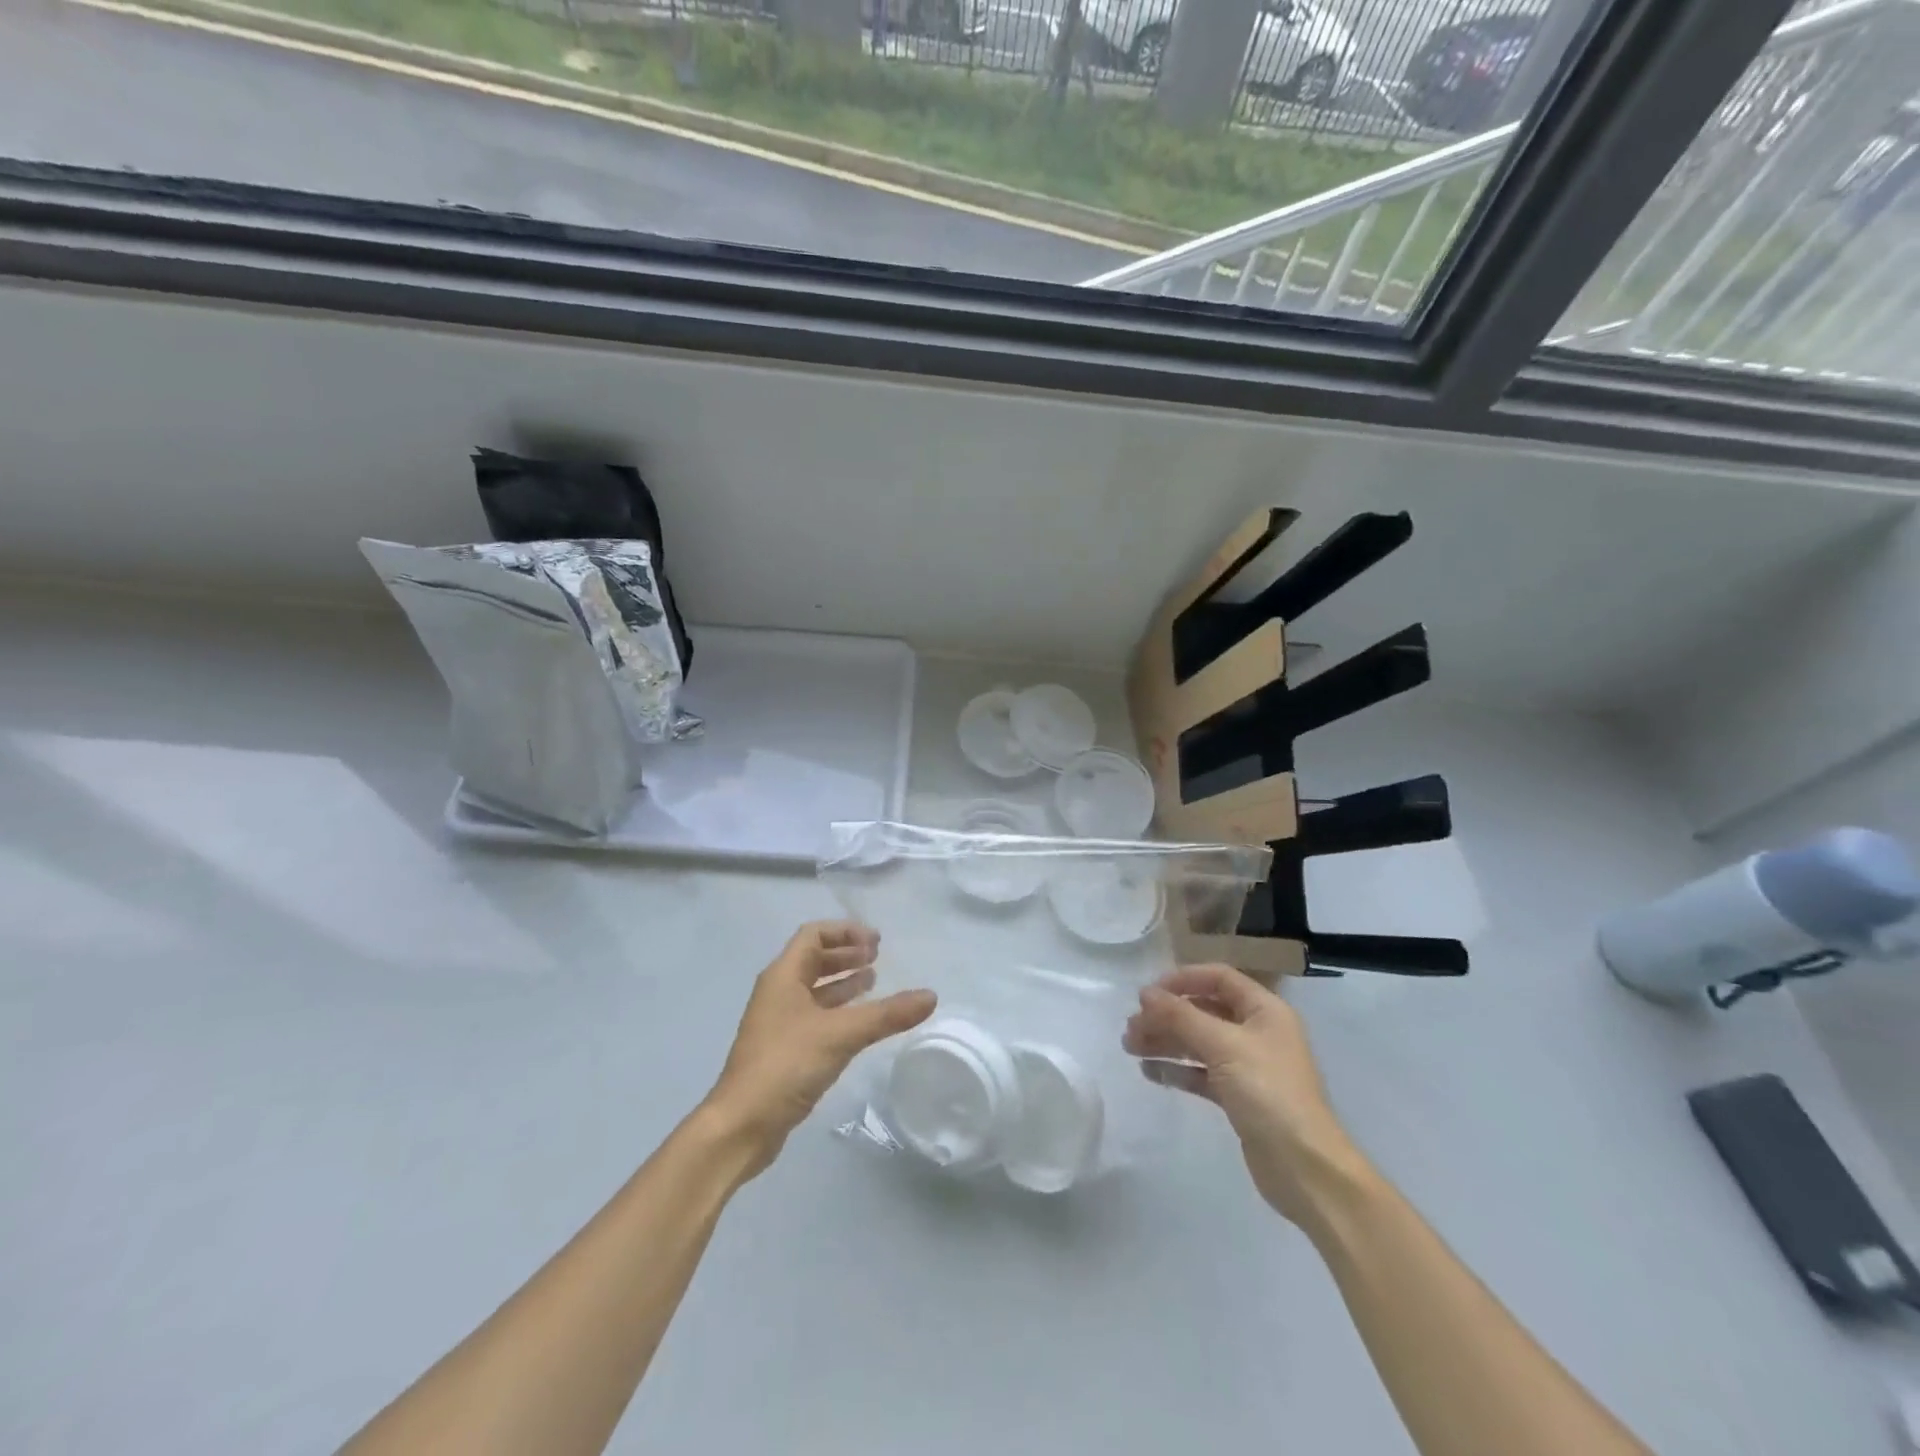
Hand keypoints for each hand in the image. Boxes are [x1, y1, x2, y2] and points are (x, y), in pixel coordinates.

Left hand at [704, 921, 936, 1177]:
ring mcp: (778, 1022)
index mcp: (783, 976)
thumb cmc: (786, 1065)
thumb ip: (887, 1014)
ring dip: (843, 981)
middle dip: (846, 954)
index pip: (813, 935)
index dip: (845, 932)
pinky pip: (815, 1016)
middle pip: (813, 959)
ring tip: (874, 981)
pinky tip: (859, 1022)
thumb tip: (931, 996)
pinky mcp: (783, 1049)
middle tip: (878, 957)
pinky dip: (838, 1010)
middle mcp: (778, 992)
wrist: (741, 1125)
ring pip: (814, 989)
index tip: (876, 942)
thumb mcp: (841, 1034)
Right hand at [1123, 964, 1365, 1227]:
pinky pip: (1201, 1072)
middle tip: (1131, 1027)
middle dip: (1167, 1015)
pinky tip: (1149, 1071)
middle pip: (1204, 1010)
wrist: (1306, 1168)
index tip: (1148, 993)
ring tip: (1130, 1047)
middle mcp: (1257, 1032)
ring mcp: (1248, 1066)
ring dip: (1166, 1041)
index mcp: (1264, 1010)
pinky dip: (1177, 1069)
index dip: (1182, 979)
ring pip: (1199, 1042)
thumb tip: (1145, 994)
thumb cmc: (1269, 1093)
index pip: (1218, 978)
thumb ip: (1181, 1016)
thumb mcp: (1223, 1046)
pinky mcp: (1239, 1096)